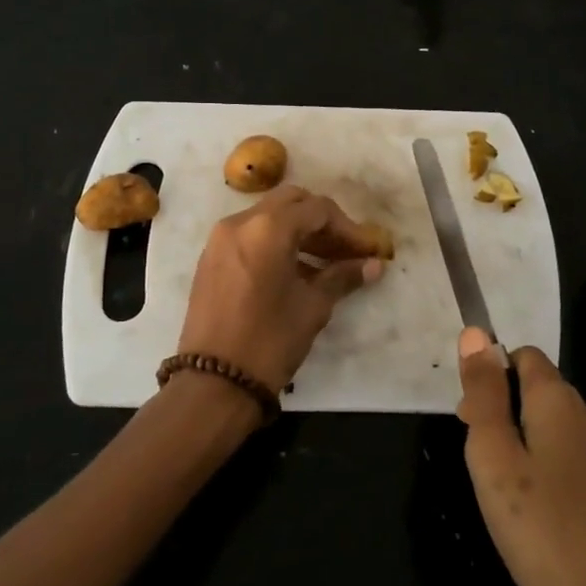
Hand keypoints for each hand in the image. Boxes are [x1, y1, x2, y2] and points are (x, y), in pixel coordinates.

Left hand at [177, 185, 385, 392]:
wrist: (213, 383)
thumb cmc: (270, 341)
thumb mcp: (312, 307)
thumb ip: (342, 277)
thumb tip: (374, 265)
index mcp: (268, 228)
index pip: (317, 210)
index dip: (348, 228)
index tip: (367, 251)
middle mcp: (240, 222)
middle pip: (291, 202)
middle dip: (322, 221)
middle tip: (344, 250)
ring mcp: (220, 238)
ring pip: (268, 216)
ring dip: (299, 231)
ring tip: (326, 263)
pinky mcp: (211, 257)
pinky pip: (250, 234)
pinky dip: (275, 242)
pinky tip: (296, 271)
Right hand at [458, 329, 585, 585]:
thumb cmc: (543, 531)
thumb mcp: (493, 458)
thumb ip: (483, 393)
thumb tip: (476, 332)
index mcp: (562, 400)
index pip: (524, 356)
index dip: (491, 377)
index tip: (471, 421)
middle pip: (541, 392)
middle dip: (507, 412)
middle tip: (485, 467)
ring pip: (561, 430)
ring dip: (531, 446)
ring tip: (511, 498)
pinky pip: (580, 463)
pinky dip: (556, 475)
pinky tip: (546, 520)